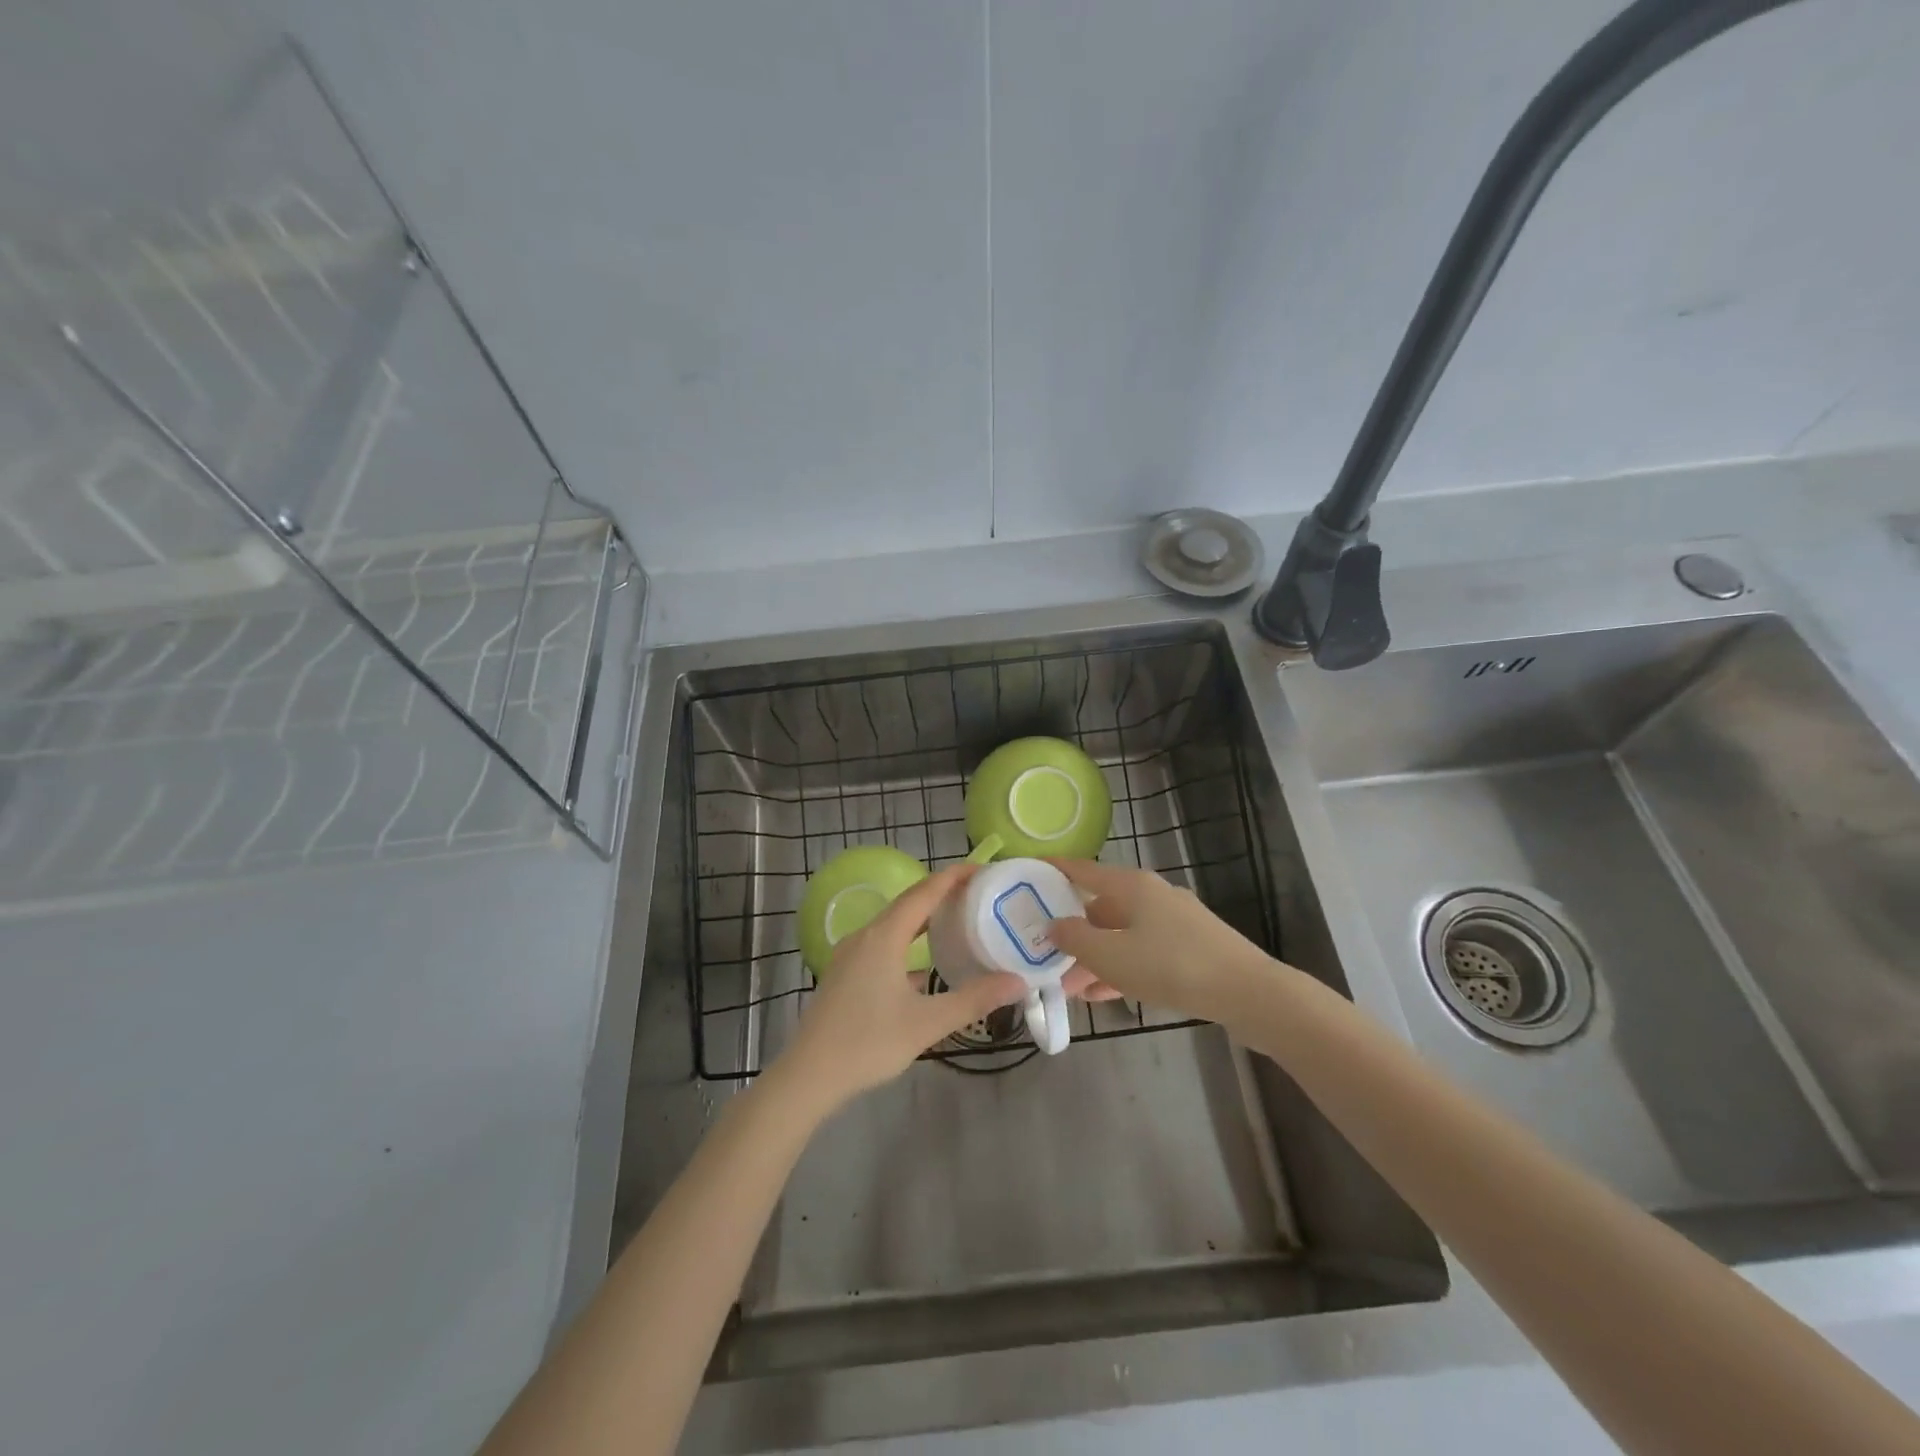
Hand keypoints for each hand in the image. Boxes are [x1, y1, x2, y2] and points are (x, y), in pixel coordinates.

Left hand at [775, 865, 1025, 1110]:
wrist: (809, 1075)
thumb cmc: (868, 1043)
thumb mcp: (927, 1023)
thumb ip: (974, 999)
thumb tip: (1018, 982)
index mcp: (884, 937)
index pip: (924, 892)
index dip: (954, 876)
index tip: (984, 869)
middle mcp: (865, 936)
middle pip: (908, 903)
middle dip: (942, 894)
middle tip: (979, 894)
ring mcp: (851, 955)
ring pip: (893, 924)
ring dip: (924, 919)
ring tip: (957, 922)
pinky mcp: (845, 973)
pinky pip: (883, 944)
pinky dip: (908, 942)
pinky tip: (924, 964)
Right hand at [1046, 859, 1269, 1021]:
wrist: (1248, 993)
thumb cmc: (1171, 966)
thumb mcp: (1112, 956)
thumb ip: (1075, 939)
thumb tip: (1053, 924)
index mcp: (1131, 885)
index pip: (1082, 870)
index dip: (1054, 871)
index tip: (1027, 872)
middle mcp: (1152, 895)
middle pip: (1100, 908)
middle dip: (1072, 934)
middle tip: (1045, 955)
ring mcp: (1174, 922)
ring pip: (1121, 935)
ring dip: (1095, 958)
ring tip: (1070, 987)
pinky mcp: (1190, 948)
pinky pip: (1143, 952)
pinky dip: (1121, 968)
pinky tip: (1103, 995)